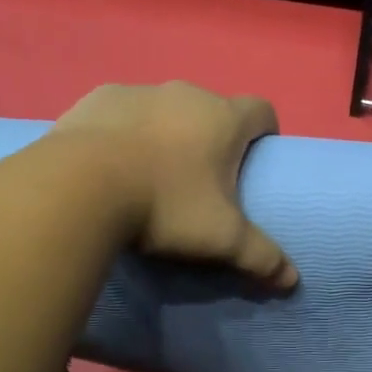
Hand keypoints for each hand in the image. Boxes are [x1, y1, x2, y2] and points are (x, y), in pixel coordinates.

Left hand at [50, 81, 296, 289]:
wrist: (79, 187)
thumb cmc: (164, 205)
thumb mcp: (220, 238)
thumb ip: (261, 256)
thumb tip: (292, 280)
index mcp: (222, 118)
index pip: (262, 110)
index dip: (264, 133)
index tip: (254, 160)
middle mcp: (185, 93)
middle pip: (210, 110)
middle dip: (210, 138)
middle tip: (198, 180)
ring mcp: (137, 91)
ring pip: (164, 109)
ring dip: (164, 132)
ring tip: (147, 173)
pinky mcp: (96, 98)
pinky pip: (120, 112)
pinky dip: (122, 131)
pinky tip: (107, 162)